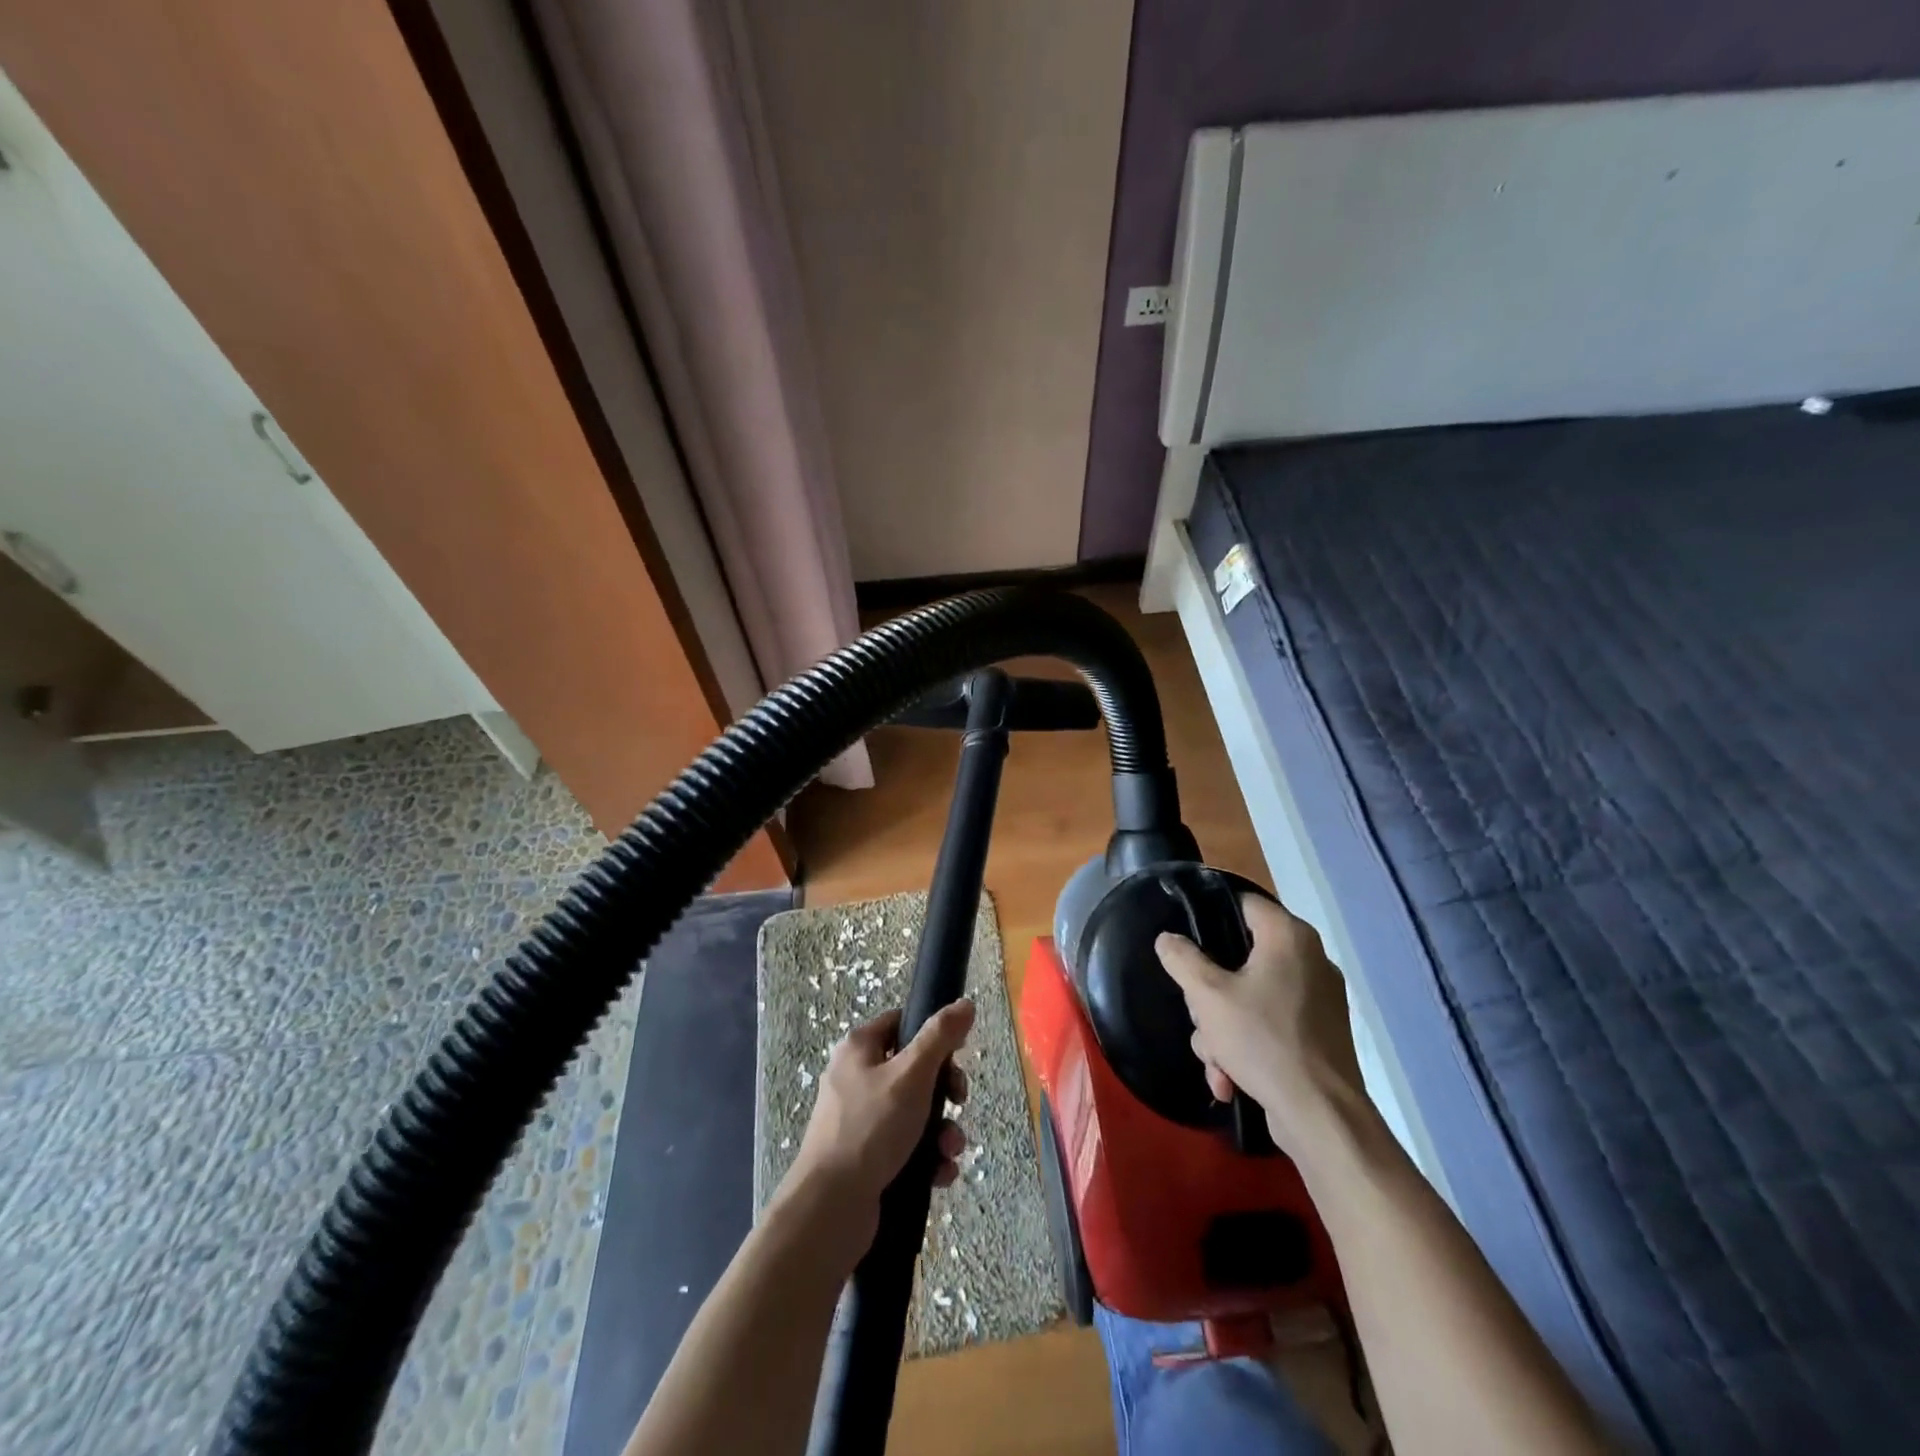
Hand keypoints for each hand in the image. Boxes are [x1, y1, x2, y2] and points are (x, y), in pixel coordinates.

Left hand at [784, 1000, 974, 1252]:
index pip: (901, 1022)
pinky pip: (906, 1147)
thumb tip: (965, 1003)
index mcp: (859, 1048)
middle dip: (945, 1092)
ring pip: (915, 1113)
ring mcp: (859, 1120)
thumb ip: (940, 1037)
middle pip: (914, 1070)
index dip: (933, 1033)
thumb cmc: (871, 1128)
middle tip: (959, 1102)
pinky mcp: (866, 1157)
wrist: (830, 1208)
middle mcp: (856, 1078)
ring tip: (950, 1151)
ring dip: (942, 1131)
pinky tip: (939, 1174)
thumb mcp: (912, 1075)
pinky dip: (927, 1158)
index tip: (959, 1051)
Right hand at [1155, 896, 1365, 1158]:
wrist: (1322, 1117)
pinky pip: (1269, 1024)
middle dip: (1209, 996)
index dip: (1209, 916)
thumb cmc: (1264, 1041)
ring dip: (1222, 1029)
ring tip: (1216, 1063)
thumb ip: (1182, 959)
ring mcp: (1318, 999)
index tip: (1185, 941)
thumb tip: (1168, 939)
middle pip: (1238, 957)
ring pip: (1249, 996)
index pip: (1243, 903)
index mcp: (1289, 937)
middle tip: (1201, 1018)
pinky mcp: (1319, 1034)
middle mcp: (1309, 959)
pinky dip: (1247, 1047)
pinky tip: (1230, 1079)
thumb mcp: (1208, 996)